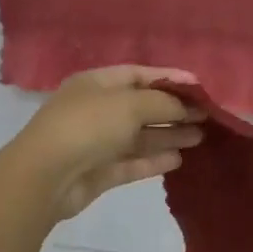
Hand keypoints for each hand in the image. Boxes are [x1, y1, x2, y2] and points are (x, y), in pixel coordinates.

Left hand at [6, 66, 205, 222]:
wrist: (45, 177)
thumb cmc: (88, 126)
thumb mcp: (130, 104)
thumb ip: (163, 101)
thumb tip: (185, 105)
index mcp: (97, 84)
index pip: (138, 74)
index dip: (169, 78)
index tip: (200, 86)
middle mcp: (97, 110)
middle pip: (142, 106)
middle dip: (173, 109)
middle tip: (206, 116)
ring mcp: (97, 143)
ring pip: (139, 136)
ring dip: (169, 134)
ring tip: (200, 137)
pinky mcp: (100, 172)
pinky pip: (132, 162)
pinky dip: (154, 160)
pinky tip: (179, 159)